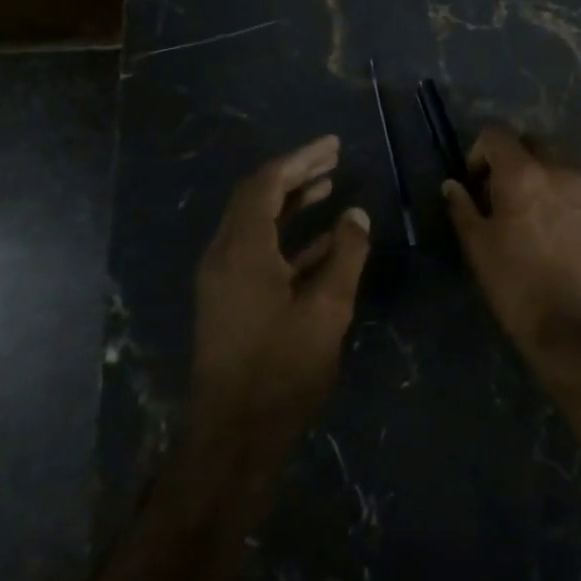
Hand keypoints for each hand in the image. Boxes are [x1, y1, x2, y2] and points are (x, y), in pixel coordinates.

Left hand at [193, 135, 370, 435]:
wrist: (235, 434)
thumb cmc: (282, 368)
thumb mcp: (326, 309)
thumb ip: (345, 255)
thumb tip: (357, 215)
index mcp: (242, 250)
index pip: (266, 184)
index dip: (299, 159)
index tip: (333, 145)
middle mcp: (224, 255)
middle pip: (257, 198)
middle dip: (295, 174)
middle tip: (333, 159)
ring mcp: (224, 279)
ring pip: (256, 224)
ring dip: (291, 203)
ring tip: (330, 186)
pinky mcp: (230, 300)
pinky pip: (258, 251)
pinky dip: (288, 238)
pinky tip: (323, 238)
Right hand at [442, 126, 580, 350]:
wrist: (575, 326)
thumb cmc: (516, 286)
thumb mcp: (477, 247)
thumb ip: (462, 208)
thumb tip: (452, 185)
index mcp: (523, 173)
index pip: (496, 134)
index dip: (480, 152)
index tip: (476, 184)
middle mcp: (562, 169)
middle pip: (534, 143)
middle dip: (515, 159)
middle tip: (505, 195)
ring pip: (565, 162)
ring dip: (547, 174)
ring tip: (539, 210)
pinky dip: (571, 197)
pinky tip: (565, 231)